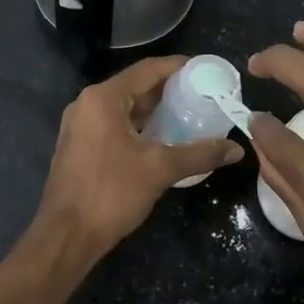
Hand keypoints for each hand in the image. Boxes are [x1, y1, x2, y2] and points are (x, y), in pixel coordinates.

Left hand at [36, 55, 242, 260]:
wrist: (66, 236)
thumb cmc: (111, 193)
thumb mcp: (160, 169)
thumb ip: (200, 154)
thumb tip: (237, 149)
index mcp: (103, 99)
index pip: (147, 70)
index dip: (178, 67)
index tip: (206, 70)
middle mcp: (87, 104)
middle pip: (135, 87)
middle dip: (169, 90)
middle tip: (202, 95)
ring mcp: (80, 126)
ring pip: (124, 108)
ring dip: (154, 110)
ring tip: (189, 115)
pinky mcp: (79, 146)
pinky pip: (114, 125)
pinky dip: (139, 126)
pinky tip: (162, 139)